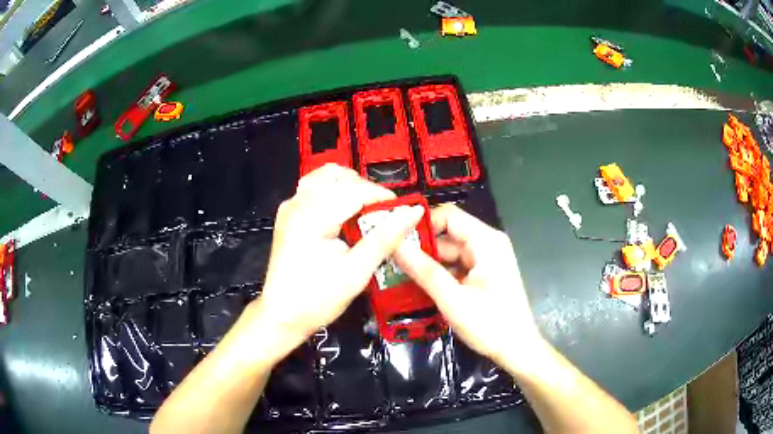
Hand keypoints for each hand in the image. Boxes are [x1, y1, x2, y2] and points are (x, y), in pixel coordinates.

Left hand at [251, 164, 424, 359]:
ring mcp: (291, 207)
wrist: (282, 315)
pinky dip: (336, 195)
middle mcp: (297, 203)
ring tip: (366, 213)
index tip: (403, 211)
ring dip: (351, 188)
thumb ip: (385, 238)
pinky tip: (346, 216)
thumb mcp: (356, 272)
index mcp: (311, 215)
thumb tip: (411, 213)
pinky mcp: (290, 215)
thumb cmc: (315, 299)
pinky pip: (316, 190)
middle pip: (340, 177)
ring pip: (326, 177)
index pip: (355, 189)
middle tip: (385, 215)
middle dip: (367, 191)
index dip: (383, 197)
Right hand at [393, 203, 543, 371]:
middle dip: (420, 247)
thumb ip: (424, 271)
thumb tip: (395, 245)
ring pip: (448, 253)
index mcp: (486, 241)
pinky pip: (455, 267)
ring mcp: (485, 260)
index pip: (448, 216)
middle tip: (388, 260)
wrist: (517, 350)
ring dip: (427, 264)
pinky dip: (438, 275)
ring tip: (396, 273)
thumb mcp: (453, 299)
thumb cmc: (490, 325)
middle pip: (447, 235)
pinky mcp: (482, 274)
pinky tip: (417, 285)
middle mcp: (486, 244)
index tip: (394, 239)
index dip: (421, 224)